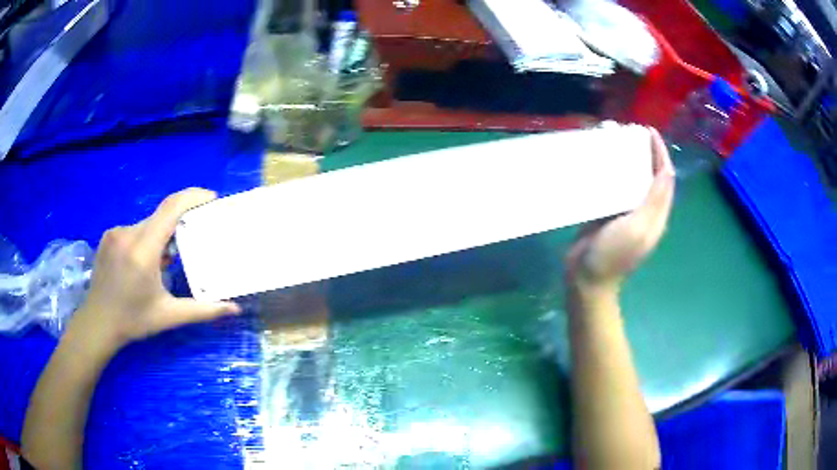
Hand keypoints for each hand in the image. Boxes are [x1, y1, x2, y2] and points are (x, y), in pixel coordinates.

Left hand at [73, 188, 240, 354]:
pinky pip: (134, 229)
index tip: (211, 198)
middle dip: (180, 222)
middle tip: (193, 238)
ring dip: (162, 234)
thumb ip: (202, 310)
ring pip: (147, 223)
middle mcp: (128, 233)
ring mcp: (115, 232)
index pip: (171, 209)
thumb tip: (234, 308)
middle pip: (161, 216)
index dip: (193, 197)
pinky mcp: (108, 236)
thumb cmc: (133, 320)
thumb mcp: (169, 316)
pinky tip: (146, 260)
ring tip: (167, 258)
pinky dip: (146, 238)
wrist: (97, 323)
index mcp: (143, 250)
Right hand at [565, 128, 674, 294]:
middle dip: (644, 152)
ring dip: (626, 158)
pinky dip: (609, 171)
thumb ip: (655, 200)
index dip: (660, 153)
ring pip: (631, 178)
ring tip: (613, 140)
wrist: (587, 279)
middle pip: (649, 174)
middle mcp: (644, 210)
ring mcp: (625, 212)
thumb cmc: (613, 255)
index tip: (648, 132)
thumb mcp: (638, 228)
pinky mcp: (607, 212)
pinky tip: (598, 161)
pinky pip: (613, 186)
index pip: (665, 177)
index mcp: (656, 213)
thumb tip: (667, 170)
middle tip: (628, 132)